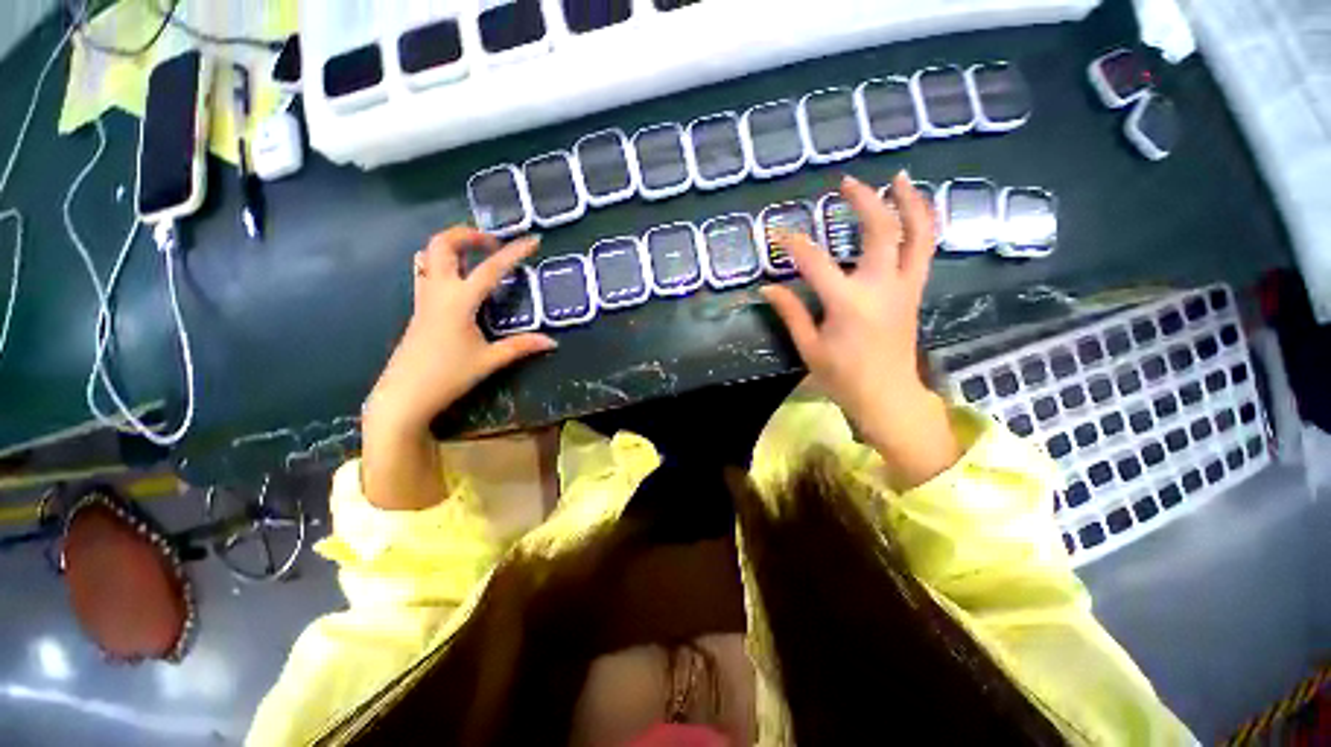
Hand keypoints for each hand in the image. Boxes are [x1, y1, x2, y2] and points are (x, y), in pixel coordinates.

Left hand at [367, 227, 555, 433]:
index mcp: (459, 302)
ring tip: (478, 255)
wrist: (404, 395)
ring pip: (428, 255)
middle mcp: (438, 291)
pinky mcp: (419, 308)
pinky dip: (444, 264)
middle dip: (468, 235)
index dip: (514, 252)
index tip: (532, 240)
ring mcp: (424, 298)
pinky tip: (461, 279)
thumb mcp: (489, 361)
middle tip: (493, 243)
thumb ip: (521, 347)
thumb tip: (552, 342)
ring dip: (453, 246)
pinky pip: (426, 272)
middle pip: (442, 245)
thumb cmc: (447, 376)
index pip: (491, 269)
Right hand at [761, 172, 958, 487]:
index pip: (815, 262)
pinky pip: (925, 250)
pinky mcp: (914, 292)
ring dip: (910, 202)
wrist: (888, 396)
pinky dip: (923, 224)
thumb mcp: (810, 347)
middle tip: (846, 183)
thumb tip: (768, 288)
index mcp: (848, 304)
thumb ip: (790, 313)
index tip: (777, 233)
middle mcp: (881, 287)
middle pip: (881, 230)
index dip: (793, 245)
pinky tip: (914, 211)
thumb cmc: (843, 376)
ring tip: (899, 178)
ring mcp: (905, 287)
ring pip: (918, 234)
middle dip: (864, 201)